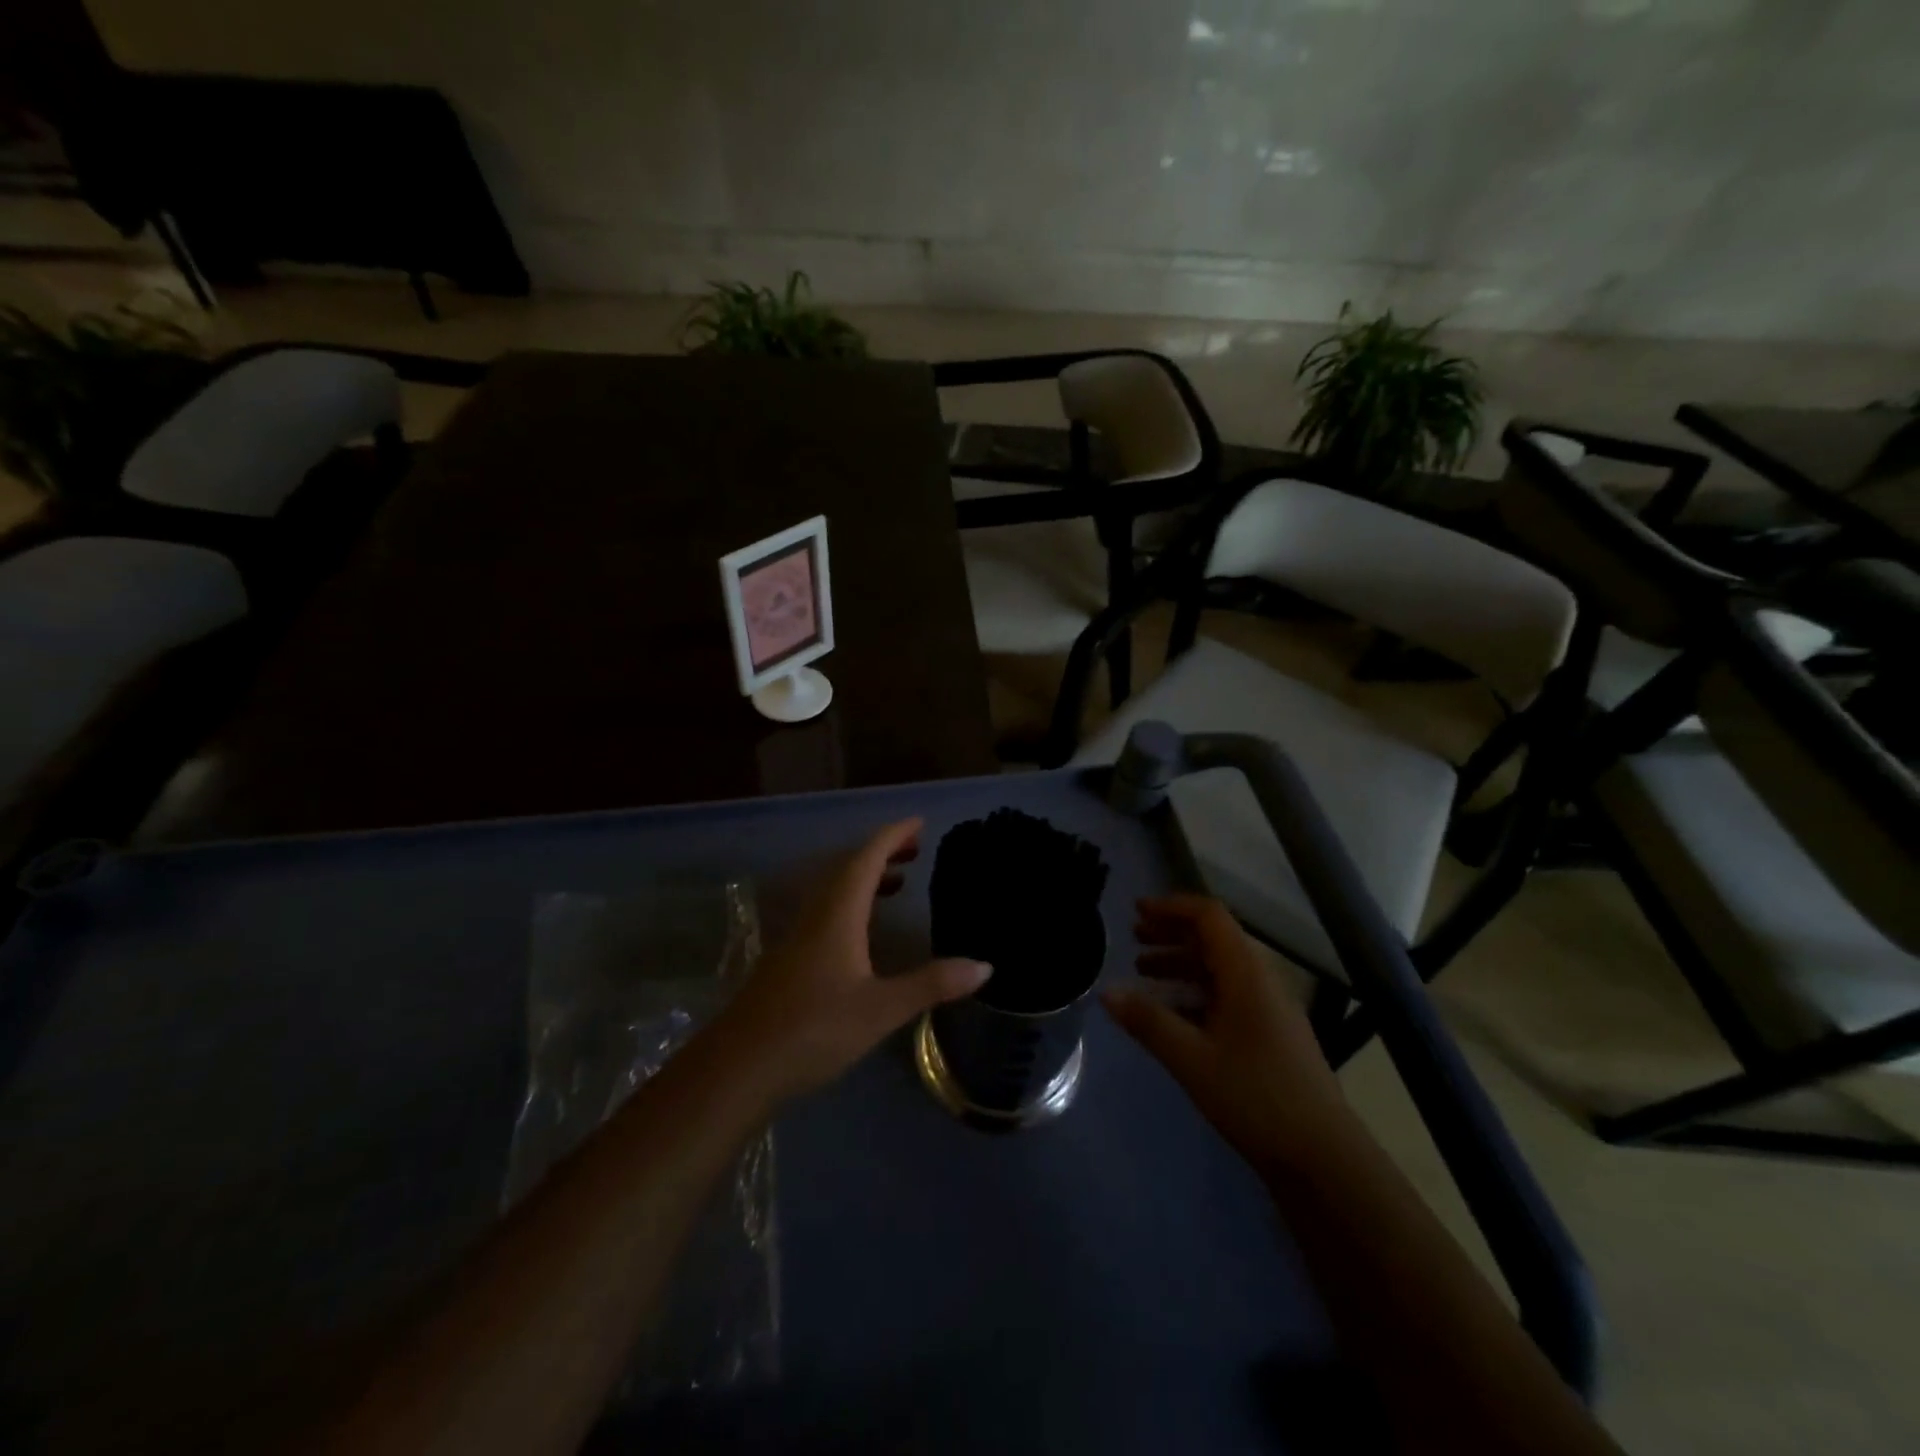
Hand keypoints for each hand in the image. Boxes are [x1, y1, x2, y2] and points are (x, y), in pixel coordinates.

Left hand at [713, 819, 991, 1106]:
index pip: (866, 859)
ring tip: (898, 882)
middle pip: (848, 868)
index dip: (893, 836)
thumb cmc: (813, 1030)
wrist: (739, 1067)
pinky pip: (825, 912)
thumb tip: (984, 965)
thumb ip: (931, 984)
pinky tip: (864, 932)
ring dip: (866, 877)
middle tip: (915, 849)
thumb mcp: (881, 1009)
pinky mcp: (788, 959)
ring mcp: (797, 937)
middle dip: (882, 852)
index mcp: (837, 914)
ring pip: (834, 890)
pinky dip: (852, 904)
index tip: (919, 823)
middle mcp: (815, 915)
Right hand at [1103, 895, 1347, 1170]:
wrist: (1322, 1158)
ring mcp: (1269, 1008)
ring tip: (1143, 972)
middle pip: (1214, 939)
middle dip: (1172, 933)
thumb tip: (1106, 991)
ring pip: (1220, 968)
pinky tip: (1172, 1013)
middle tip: (1134, 938)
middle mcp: (1261, 980)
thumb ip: (1148, 1021)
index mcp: (1247, 973)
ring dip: (1181, 963)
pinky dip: (1195, 992)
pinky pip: (1227, 994)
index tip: (1136, 912)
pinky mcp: (1271, 1034)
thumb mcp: (1192, 1059)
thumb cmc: (1256, 1097)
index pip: (1210, 916)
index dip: (1172, 907)